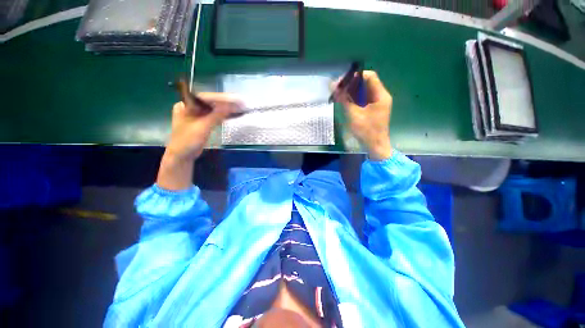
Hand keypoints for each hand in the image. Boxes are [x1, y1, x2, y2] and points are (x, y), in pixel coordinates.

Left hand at [157, 93, 241, 190]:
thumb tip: (231, 106)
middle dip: (226, 103)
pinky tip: (233, 115)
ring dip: (226, 110)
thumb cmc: (188, 141)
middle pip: (211, 103)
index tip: (235, 99)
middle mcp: (191, 107)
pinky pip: (214, 117)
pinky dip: (223, 116)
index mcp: (185, 105)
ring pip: (214, 110)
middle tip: (240, 103)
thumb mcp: (202, 127)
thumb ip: (216, 115)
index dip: (222, 98)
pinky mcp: (203, 123)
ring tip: (240, 108)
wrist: (182, 156)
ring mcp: (197, 115)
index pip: (206, 98)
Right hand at [335, 70, 392, 160]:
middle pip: (365, 84)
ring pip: (363, 92)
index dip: (355, 76)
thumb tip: (334, 87)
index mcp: (380, 95)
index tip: (342, 81)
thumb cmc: (367, 131)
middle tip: (337, 88)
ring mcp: (376, 103)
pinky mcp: (372, 110)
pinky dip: (353, 100)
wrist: (375, 146)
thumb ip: (344, 100)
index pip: (369, 77)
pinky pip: (362, 100)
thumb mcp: (354, 115)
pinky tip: (343, 101)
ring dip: (350, 92)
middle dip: (350, 85)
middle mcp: (380, 96)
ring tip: (338, 94)